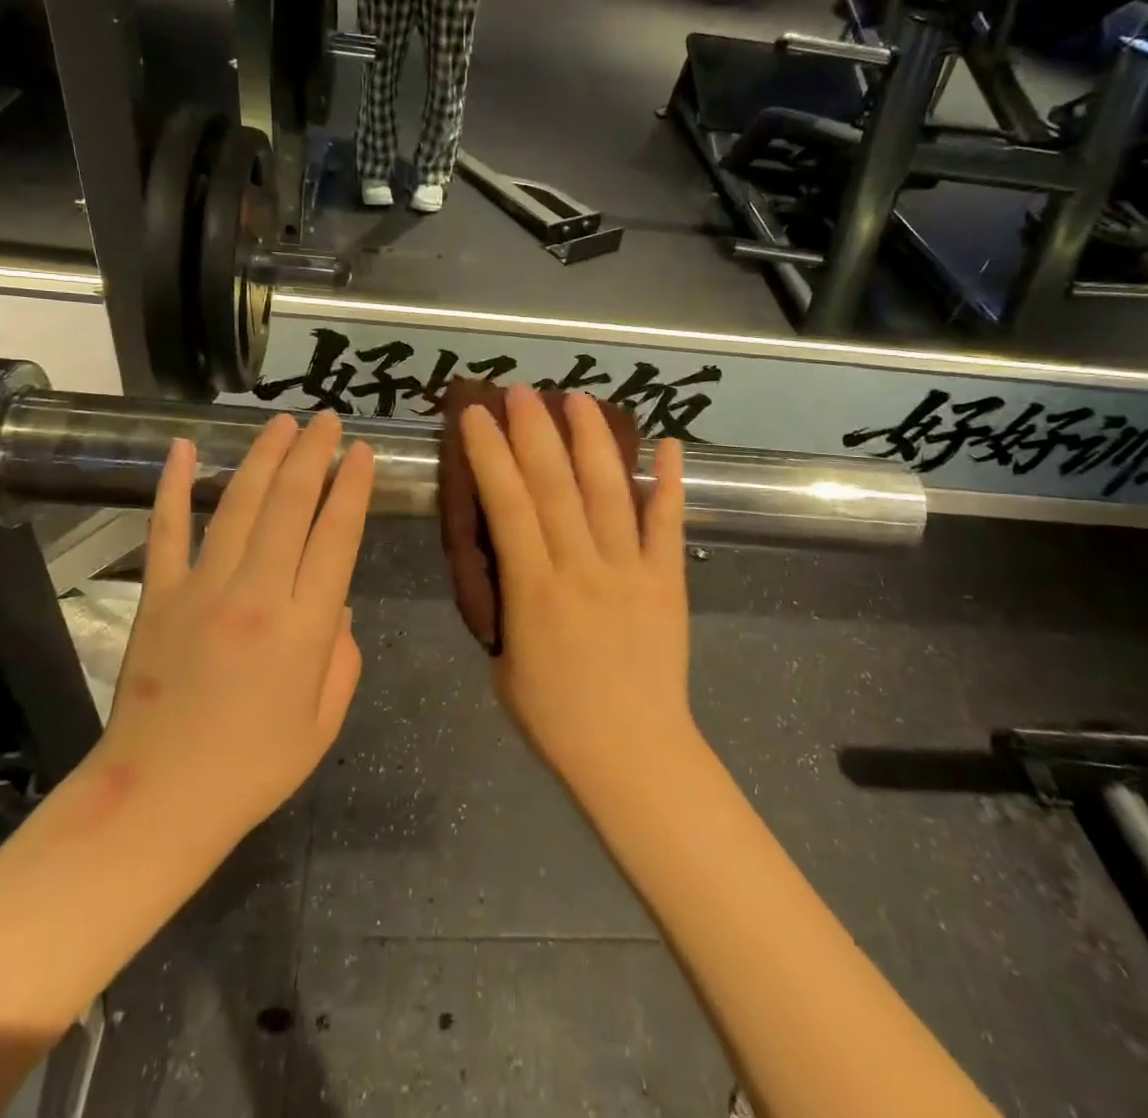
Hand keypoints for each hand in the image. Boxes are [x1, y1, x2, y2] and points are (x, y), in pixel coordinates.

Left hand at [85, 414, 374, 860]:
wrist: (159, 801)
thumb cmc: (254, 768)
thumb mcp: (323, 721)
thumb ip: (341, 655)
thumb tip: (335, 602)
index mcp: (305, 627)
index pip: (337, 536)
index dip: (353, 488)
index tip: (362, 452)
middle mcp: (257, 594)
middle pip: (291, 505)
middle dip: (313, 454)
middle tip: (328, 419)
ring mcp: (202, 589)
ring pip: (239, 505)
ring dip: (263, 457)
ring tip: (281, 422)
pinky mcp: (159, 596)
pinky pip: (167, 530)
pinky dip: (174, 486)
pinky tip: (184, 449)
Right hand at [459, 387, 693, 793]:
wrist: (633, 756)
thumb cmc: (555, 717)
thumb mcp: (504, 661)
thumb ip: (505, 602)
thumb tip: (507, 558)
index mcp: (534, 591)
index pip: (508, 505)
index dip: (491, 454)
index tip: (477, 414)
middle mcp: (581, 568)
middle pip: (556, 485)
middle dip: (536, 431)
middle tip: (523, 391)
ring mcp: (631, 571)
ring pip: (609, 492)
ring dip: (592, 440)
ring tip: (579, 399)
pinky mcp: (668, 580)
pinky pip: (668, 524)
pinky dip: (670, 481)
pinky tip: (669, 443)